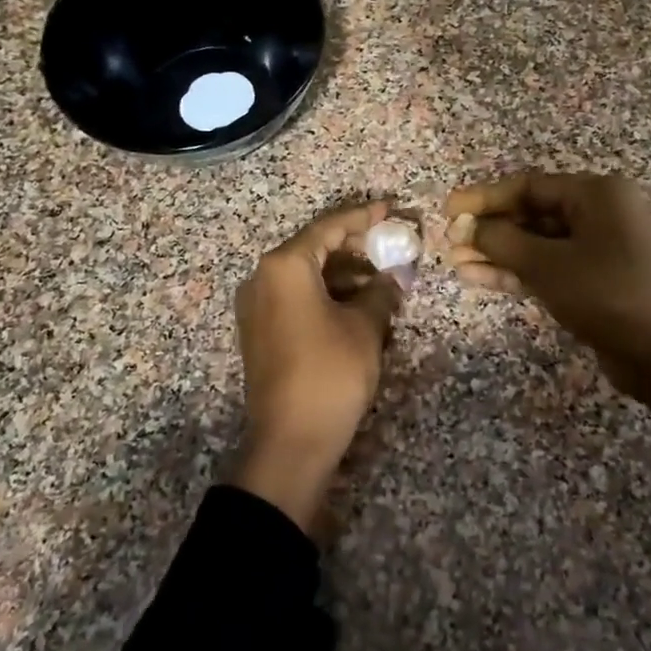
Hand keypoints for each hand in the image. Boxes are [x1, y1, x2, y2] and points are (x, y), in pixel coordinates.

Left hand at [231, 199, 403, 530]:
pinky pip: (296, 298)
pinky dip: (326, 294)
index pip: (329, 227)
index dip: (364, 217)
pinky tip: (358, 304)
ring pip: (306, 275)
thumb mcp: (364, 328)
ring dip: (343, 274)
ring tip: (383, 279)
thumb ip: (380, 292)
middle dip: (355, 247)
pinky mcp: (260, 331)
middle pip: (314, 248)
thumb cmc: (330, 373)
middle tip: (392, 246)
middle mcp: (262, 278)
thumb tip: (392, 278)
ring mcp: (257, 306)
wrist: (290, 441)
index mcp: (284, 266)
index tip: (392, 210)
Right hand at [444, 172, 650, 409]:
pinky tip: (476, 277)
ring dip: (497, 253)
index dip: (484, 197)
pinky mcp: (593, 281)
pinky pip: (547, 267)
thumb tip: (465, 227)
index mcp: (596, 194)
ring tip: (455, 262)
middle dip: (489, 229)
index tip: (448, 209)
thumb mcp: (547, 264)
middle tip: (449, 241)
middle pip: (531, 213)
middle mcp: (599, 214)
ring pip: (536, 244)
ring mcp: (598, 249)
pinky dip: (515, 272)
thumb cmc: (606, 294)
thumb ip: (501, 241)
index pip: (528, 186)